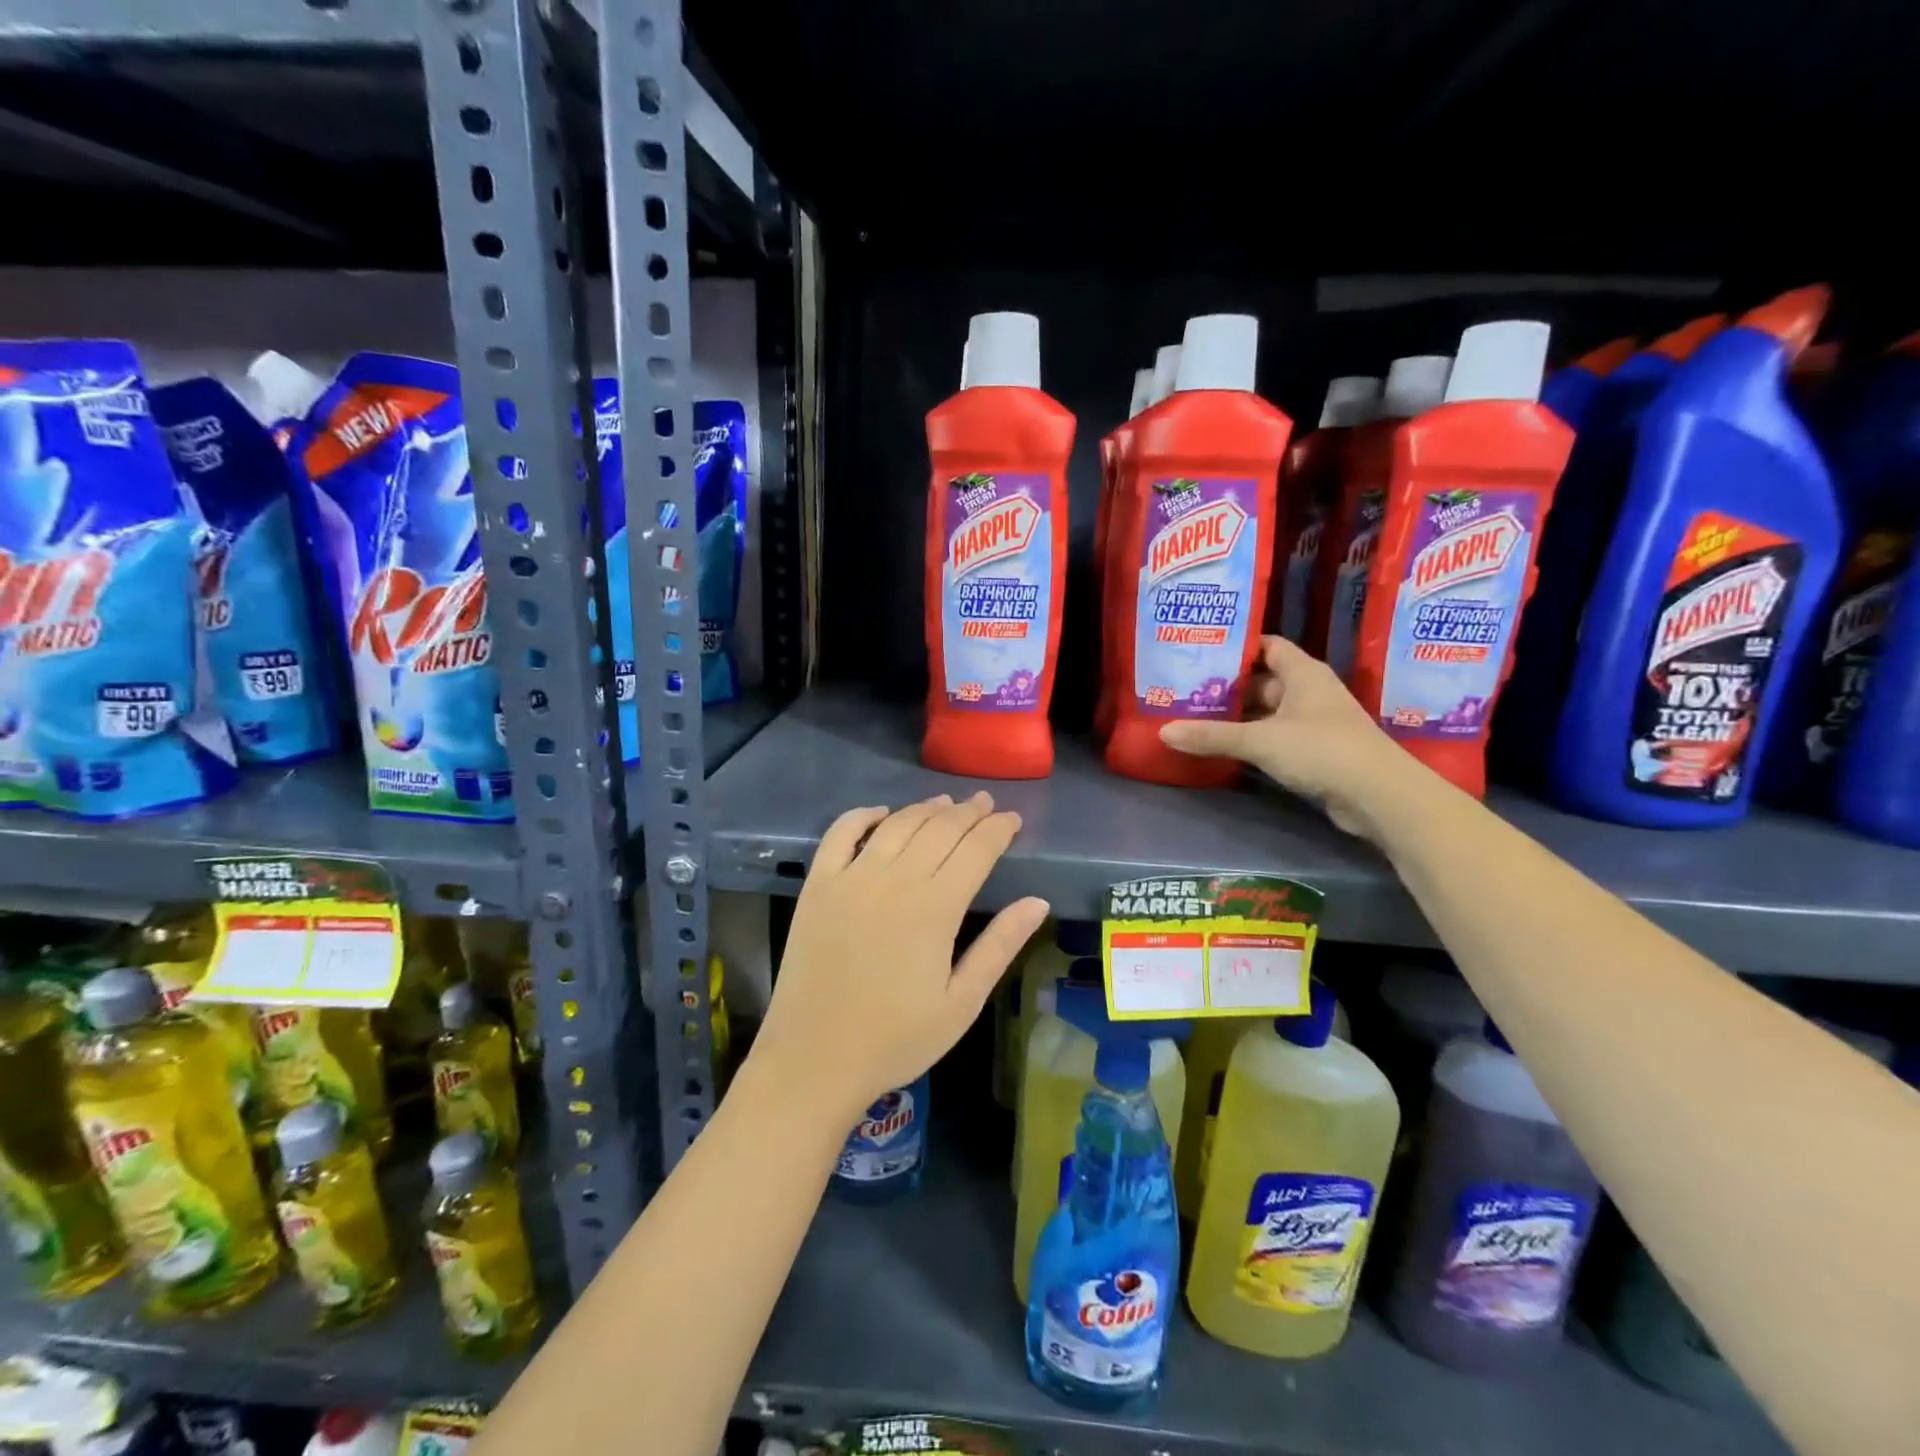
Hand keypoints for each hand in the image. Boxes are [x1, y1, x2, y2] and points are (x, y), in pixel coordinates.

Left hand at [750, 792, 1049, 1128]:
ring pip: (897, 825)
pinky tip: (880, 813)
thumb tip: (1038, 902)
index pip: (976, 850)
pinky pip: (840, 833)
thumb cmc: (896, 1039)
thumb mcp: (961, 1002)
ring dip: (925, 808)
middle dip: (968, 813)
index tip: (1013, 819)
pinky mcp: (818, 885)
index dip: (998, 830)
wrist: (815, 1060)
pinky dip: (862, 815)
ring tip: (946, 803)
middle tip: (985, 804)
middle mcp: (894, 880)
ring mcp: (851, 878)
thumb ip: (999, 946)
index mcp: (935, 908)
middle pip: (939, 829)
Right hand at [1158, 635, 1423, 838]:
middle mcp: (1309, 692)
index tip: (1200, 651)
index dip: (1236, 647)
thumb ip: (1212, 736)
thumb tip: (1163, 731)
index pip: (1267, 646)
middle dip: (1227, 686)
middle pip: (1262, 681)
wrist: (1378, 796)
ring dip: (1237, 716)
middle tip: (1186, 688)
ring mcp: (1313, 723)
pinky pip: (1274, 737)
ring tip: (1194, 716)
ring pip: (1267, 712)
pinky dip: (1251, 740)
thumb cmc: (1322, 750)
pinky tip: (1222, 746)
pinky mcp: (1314, 751)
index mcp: (1303, 673)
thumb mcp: (1260, 741)